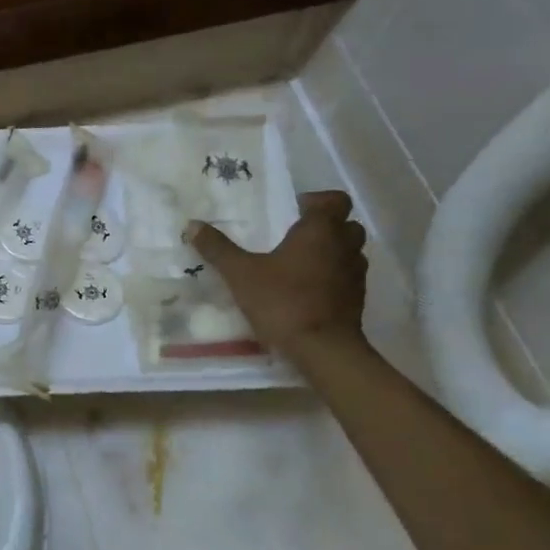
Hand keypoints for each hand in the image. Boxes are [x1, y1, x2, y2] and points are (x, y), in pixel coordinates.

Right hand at [186, 191, 367, 356]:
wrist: (323, 349)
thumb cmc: (283, 301)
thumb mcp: (241, 274)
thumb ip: (218, 248)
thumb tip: (192, 224)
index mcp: (320, 231)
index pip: (335, 200)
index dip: (317, 201)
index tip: (294, 211)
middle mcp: (345, 246)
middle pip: (346, 225)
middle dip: (326, 226)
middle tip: (295, 237)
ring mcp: (355, 274)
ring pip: (350, 251)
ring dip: (331, 252)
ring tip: (300, 264)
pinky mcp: (357, 299)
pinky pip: (347, 277)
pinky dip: (333, 277)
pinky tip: (308, 290)